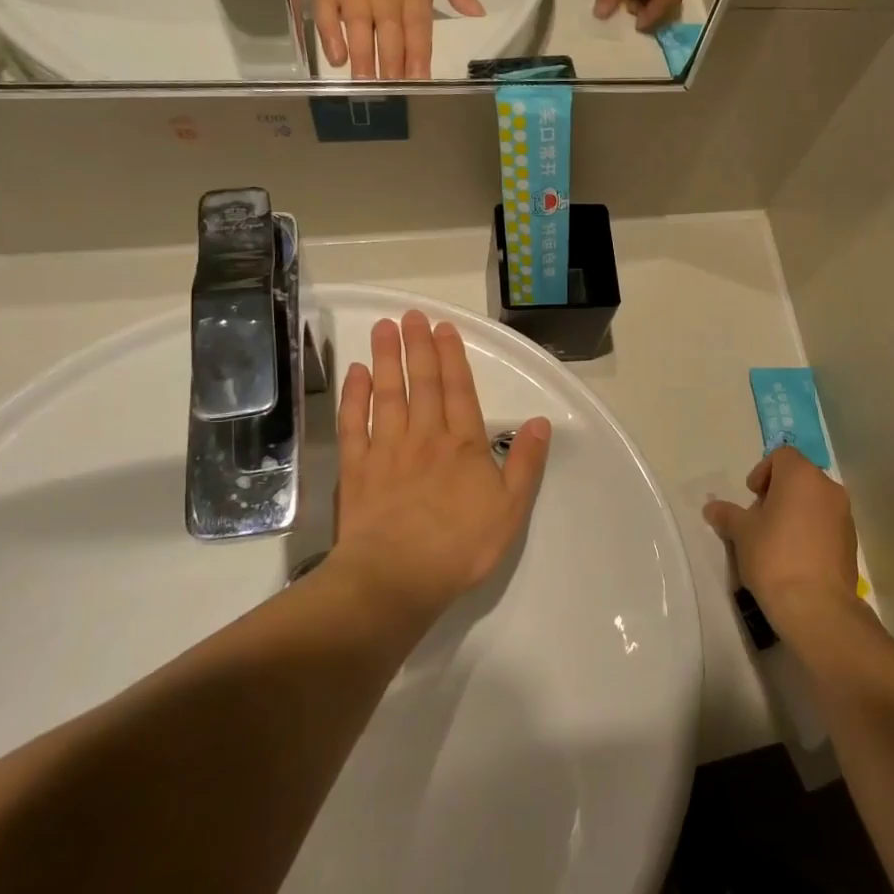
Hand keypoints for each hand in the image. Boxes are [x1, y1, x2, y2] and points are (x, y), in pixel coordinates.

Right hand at [304, 0, 483, 78]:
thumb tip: (479, 13)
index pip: (419, 33)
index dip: (420, 59)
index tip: (421, 83)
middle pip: (390, 40)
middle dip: (393, 69)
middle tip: (393, 94)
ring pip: (360, 33)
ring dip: (364, 61)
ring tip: (366, 85)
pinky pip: (327, 16)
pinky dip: (331, 37)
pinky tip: (336, 59)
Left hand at [328, 312, 549, 621]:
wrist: (396, 579)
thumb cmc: (460, 546)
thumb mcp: (511, 509)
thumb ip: (526, 462)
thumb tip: (539, 421)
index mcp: (464, 445)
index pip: (459, 390)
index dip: (452, 356)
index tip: (444, 328)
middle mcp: (425, 437)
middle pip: (422, 383)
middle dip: (418, 346)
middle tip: (411, 314)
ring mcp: (386, 450)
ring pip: (387, 394)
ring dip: (387, 359)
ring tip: (384, 328)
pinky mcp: (356, 469)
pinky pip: (353, 424)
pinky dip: (354, 396)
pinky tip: (355, 374)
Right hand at [704, 447, 860, 634]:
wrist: (817, 606)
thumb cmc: (774, 557)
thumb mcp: (742, 533)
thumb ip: (727, 514)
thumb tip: (712, 507)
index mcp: (801, 476)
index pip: (781, 456)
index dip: (762, 472)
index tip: (752, 497)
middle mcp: (828, 487)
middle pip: (800, 477)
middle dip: (778, 492)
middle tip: (760, 519)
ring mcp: (844, 514)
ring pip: (815, 501)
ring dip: (796, 511)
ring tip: (777, 540)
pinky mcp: (851, 541)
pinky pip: (826, 523)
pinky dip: (811, 530)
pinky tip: (796, 557)